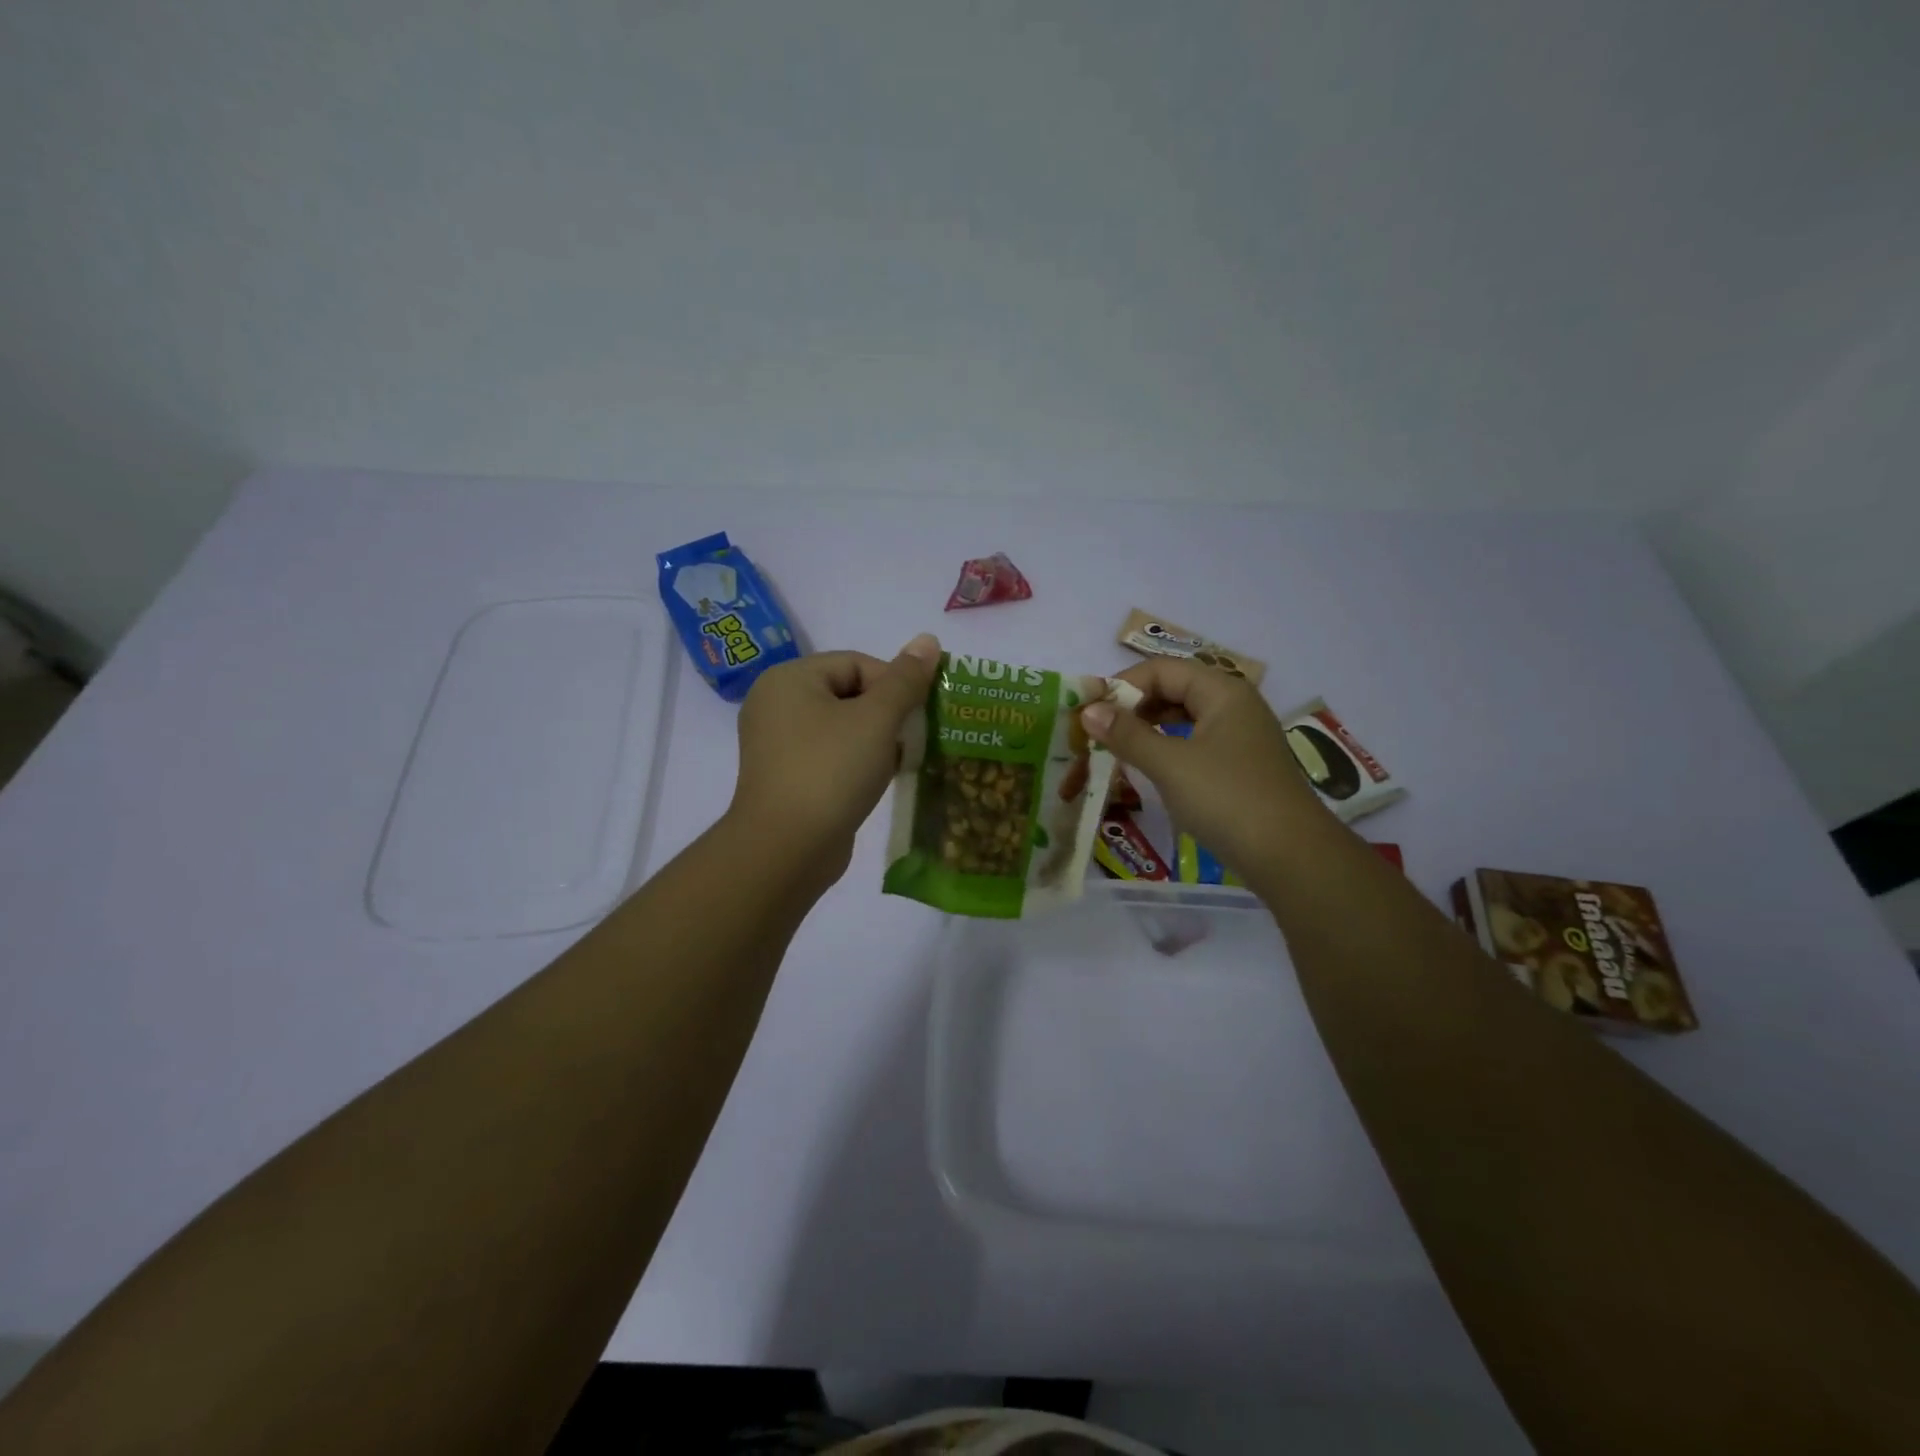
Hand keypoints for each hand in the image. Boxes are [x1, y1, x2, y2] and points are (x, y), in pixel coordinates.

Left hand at [727, 634, 941, 886]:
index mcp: (789, 678)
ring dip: (876, 740)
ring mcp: (778, 744)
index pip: (856, 663)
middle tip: (912, 739)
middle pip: (849, 693)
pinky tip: (878, 780)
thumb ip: (905, 679)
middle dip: (887, 714)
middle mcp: (776, 704)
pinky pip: (831, 755)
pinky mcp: (787, 777)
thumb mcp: (877, 719)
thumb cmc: (831, 771)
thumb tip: (929, 639)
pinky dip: (857, 761)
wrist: (787, 849)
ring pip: (842, 727)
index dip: (894, 684)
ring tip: (898, 761)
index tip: (917, 715)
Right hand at [1078, 658, 1329, 882]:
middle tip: (1096, 732)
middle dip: (1131, 707)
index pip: (1160, 670)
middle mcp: (1233, 705)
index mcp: (1222, 691)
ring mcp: (1238, 737)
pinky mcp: (1237, 766)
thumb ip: (1127, 735)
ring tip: (1113, 748)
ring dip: (1145, 729)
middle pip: (1172, 690)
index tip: (1087, 712)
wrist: (1290, 857)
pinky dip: (1165, 749)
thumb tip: (1088, 711)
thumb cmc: (1227, 799)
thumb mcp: (1170, 764)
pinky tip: (1146, 766)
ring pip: (1182, 718)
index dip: (1120, 686)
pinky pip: (1192, 743)